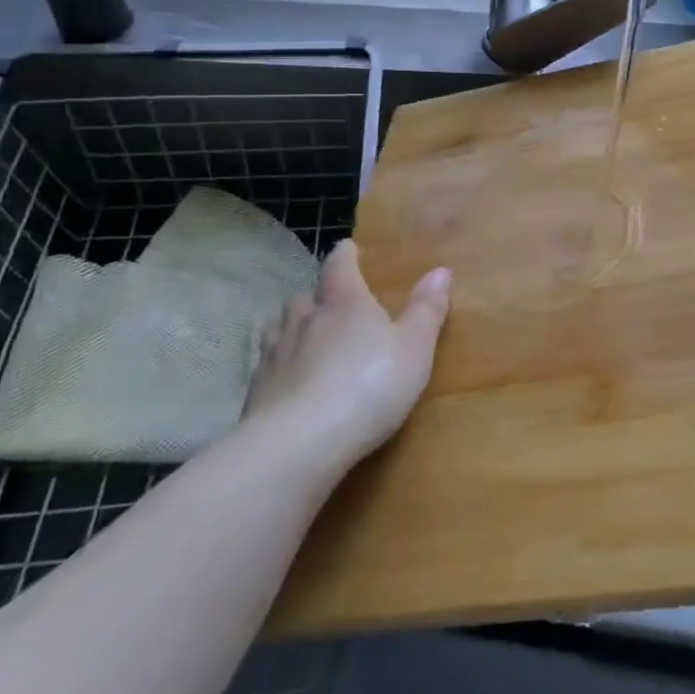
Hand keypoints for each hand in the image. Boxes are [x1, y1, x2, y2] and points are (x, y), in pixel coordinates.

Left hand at [242, 241, 451, 473]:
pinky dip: (278, 368)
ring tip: (306, 340)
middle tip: (331, 304)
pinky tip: (287, 383)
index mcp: (345, 303)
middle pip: (305, 297)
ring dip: (293, 329)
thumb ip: (426, 310)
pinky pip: (265, 368)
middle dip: (317, 297)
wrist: (298, 444)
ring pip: (279, 329)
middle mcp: (305, 320)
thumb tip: (440, 270)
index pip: (340, 266)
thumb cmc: (369, 386)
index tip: (349, 249)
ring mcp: (275, 356)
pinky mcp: (254, 394)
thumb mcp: (414, 348)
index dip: (345, 255)